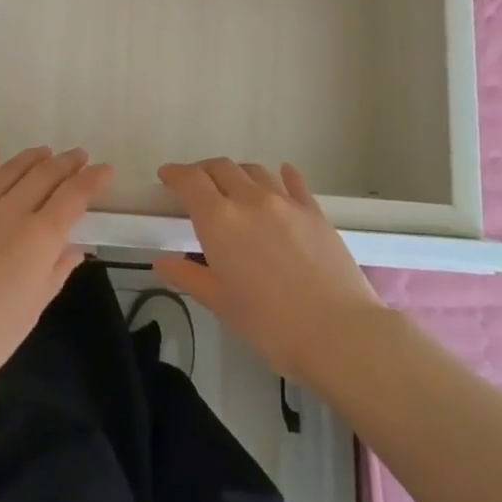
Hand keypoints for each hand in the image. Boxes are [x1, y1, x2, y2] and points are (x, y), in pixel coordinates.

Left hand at [0, 146, 108, 399]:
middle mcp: (10, 212)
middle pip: (44, 175)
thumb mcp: (32, 309)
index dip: (92, 180)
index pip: (73, 196)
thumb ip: (55, 272)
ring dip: (31, 158)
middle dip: (66, 162)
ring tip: (45, 151)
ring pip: (9, 171)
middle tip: (79, 156)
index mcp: (39, 237)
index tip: (105, 169)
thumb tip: (75, 248)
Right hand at [154, 158, 384, 383]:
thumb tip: (162, 261)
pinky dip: (281, 175)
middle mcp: (249, 199)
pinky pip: (293, 182)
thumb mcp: (221, 303)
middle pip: (221, 167)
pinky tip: (282, 176)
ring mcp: (285, 202)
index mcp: (219, 220)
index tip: (166, 176)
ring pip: (254, 171)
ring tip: (233, 187)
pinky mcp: (314, 211)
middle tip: (196, 185)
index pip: (190, 181)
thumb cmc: (270, 324)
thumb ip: (189, 276)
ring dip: (237, 173)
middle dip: (203, 171)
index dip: (174, 174)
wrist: (338, 333)